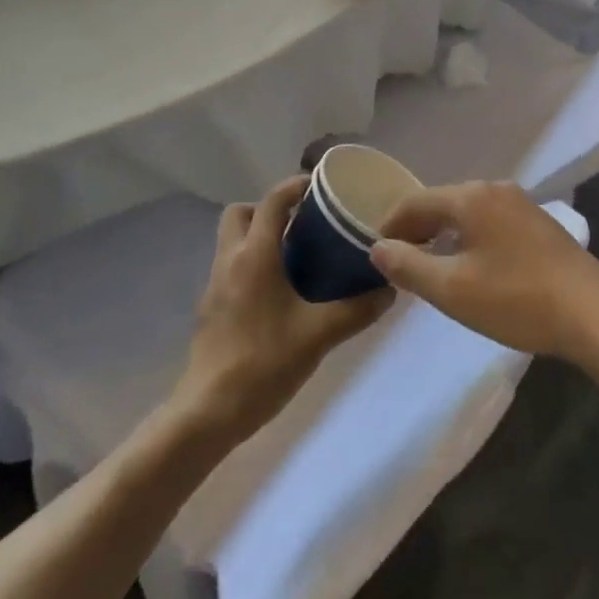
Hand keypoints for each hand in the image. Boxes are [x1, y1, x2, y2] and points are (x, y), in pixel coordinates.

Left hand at [169, 176, 392, 446]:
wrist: (209, 412)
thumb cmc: (264, 363)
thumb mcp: (319, 335)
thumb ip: (357, 309)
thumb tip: (390, 290)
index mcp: (255, 255)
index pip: (272, 200)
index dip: (295, 185)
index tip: (321, 187)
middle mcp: (230, 259)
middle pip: (241, 212)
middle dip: (269, 209)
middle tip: (302, 224)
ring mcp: (214, 284)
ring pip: (233, 240)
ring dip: (260, 236)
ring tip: (296, 256)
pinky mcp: (210, 308)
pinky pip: (231, 267)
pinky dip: (252, 264)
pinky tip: (278, 293)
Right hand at [369, 182, 598, 363]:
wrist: (594, 314)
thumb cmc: (517, 299)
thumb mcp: (453, 289)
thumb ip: (409, 266)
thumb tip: (378, 247)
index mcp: (471, 197)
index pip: (415, 202)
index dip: (390, 226)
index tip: (374, 253)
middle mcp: (496, 189)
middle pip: (442, 203)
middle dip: (417, 230)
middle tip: (399, 263)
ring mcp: (522, 204)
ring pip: (467, 213)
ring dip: (444, 235)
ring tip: (430, 267)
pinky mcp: (539, 224)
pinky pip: (490, 222)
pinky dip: (470, 239)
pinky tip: (472, 267)